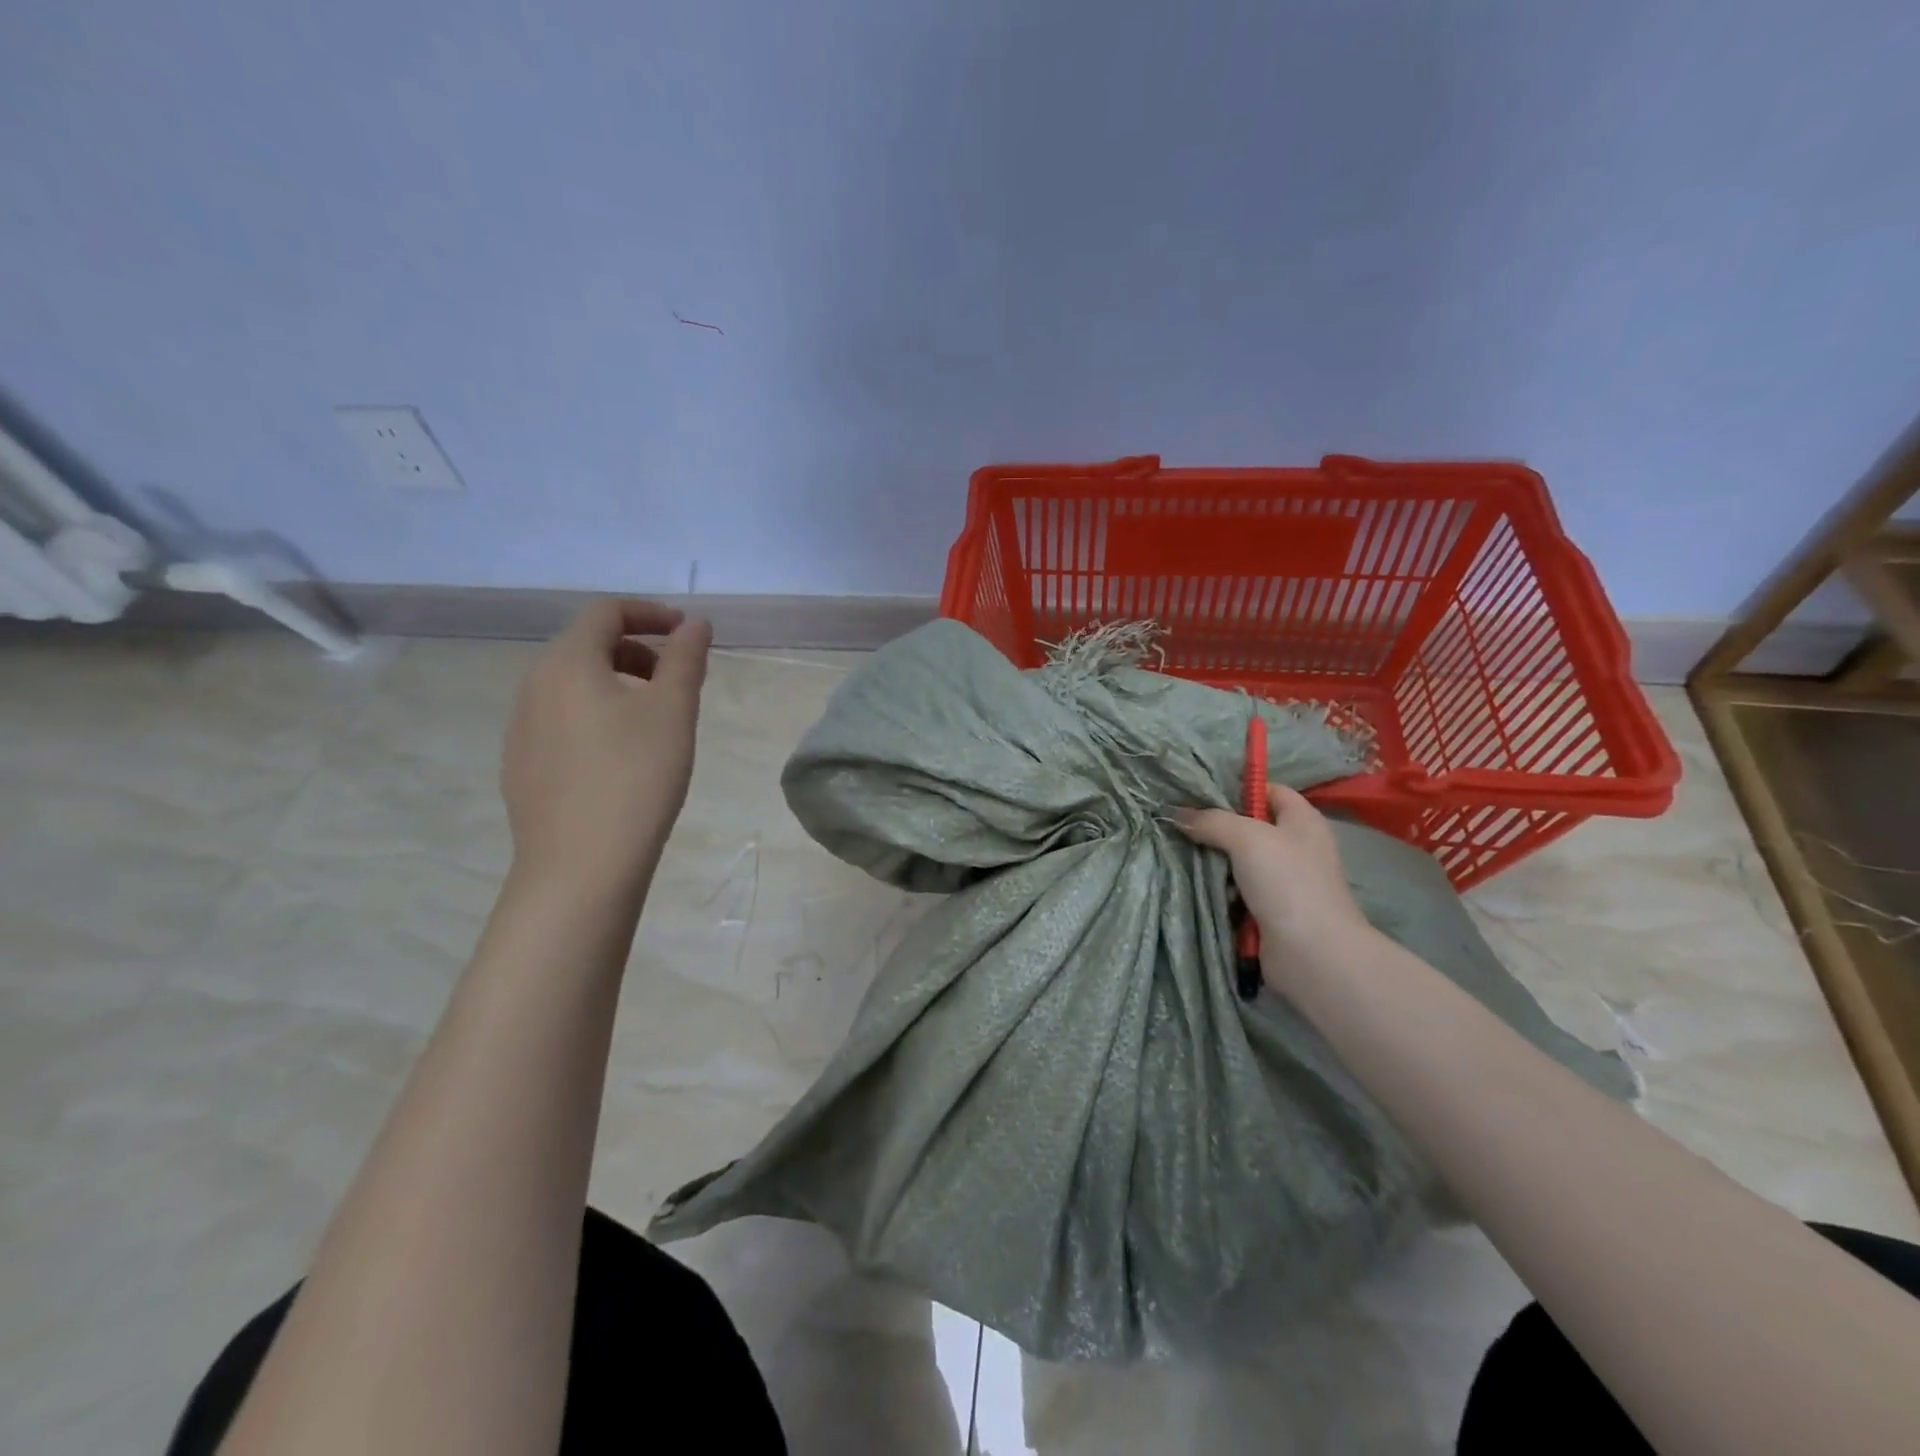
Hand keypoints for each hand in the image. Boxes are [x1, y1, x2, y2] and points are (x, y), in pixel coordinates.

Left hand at [501, 599, 711, 898]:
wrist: (580, 866)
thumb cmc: (635, 776)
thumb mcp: (673, 711)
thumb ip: (685, 658)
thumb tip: (694, 624)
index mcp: (567, 662)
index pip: (606, 612)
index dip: (650, 613)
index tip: (687, 633)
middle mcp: (533, 686)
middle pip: (586, 646)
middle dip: (636, 650)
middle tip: (676, 679)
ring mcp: (520, 728)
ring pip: (572, 685)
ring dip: (617, 684)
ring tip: (654, 720)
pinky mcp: (521, 766)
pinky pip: (561, 720)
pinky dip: (596, 716)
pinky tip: (621, 757)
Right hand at [1174, 784, 1375, 985]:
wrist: (1312, 953)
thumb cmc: (1287, 882)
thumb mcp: (1246, 837)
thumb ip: (1211, 821)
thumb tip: (1176, 813)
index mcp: (1302, 821)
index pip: (1269, 790)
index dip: (1238, 787)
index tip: (1199, 792)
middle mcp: (1296, 847)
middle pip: (1249, 827)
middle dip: (1215, 827)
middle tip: (1179, 824)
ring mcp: (1284, 882)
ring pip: (1239, 862)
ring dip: (1213, 862)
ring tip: (1178, 854)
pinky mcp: (1270, 911)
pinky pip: (1237, 891)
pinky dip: (1219, 890)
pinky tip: (1192, 885)